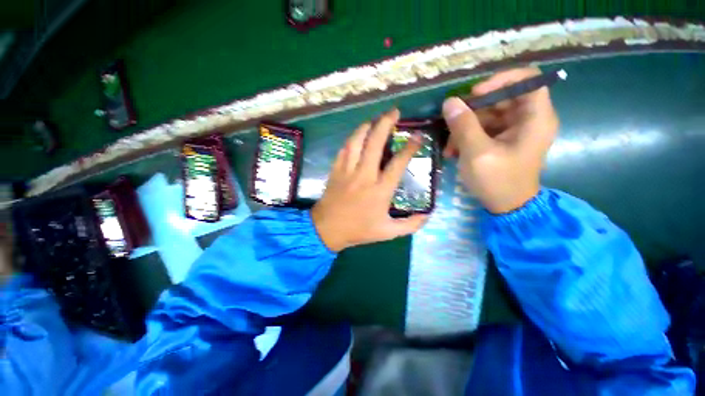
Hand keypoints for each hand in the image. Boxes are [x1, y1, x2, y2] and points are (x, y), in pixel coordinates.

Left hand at [311, 109, 428, 251]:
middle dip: (385, 124)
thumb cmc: (358, 230)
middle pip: (375, 143)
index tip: (418, 136)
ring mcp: (348, 171)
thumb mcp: (387, 232)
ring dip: (367, 127)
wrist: (327, 230)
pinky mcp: (336, 170)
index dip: (409, 147)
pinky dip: (352, 139)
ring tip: (375, 119)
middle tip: (394, 112)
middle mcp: (364, 176)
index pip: (398, 163)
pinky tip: (357, 135)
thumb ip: (410, 225)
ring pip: (357, 142)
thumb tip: (428, 216)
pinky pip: (344, 149)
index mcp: (380, 190)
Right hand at [442, 67, 558, 213]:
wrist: (506, 206)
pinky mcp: (503, 139)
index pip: (527, 79)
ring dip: (464, 128)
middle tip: (452, 123)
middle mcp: (528, 119)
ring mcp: (515, 129)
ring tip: (450, 147)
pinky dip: (467, 136)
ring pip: (488, 114)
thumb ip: (464, 125)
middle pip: (501, 97)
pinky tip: (454, 151)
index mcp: (535, 118)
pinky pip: (483, 128)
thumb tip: (450, 101)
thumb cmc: (497, 181)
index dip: (500, 80)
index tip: (475, 94)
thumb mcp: (477, 153)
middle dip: (473, 110)